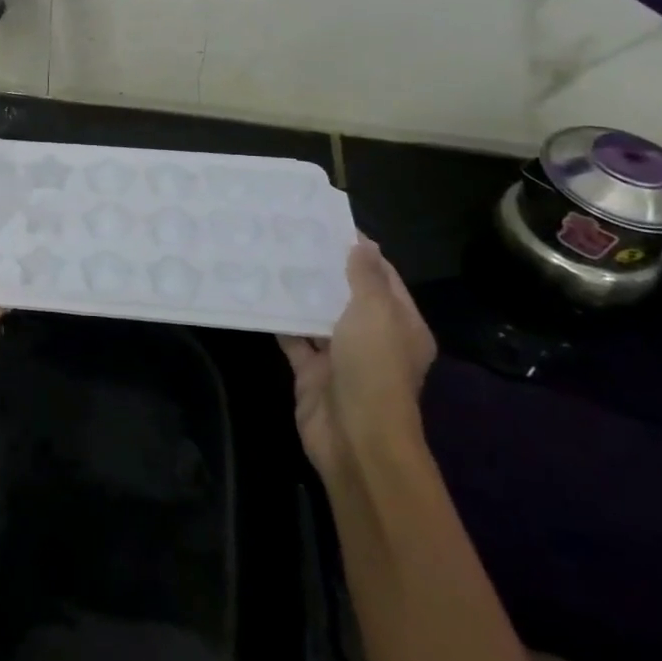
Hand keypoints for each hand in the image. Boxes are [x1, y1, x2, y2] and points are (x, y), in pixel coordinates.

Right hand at [279, 239, 435, 484]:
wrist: (354, 435)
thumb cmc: (373, 368)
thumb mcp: (376, 313)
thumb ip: (366, 277)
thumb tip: (362, 243)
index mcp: (402, 325)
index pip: (383, 279)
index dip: (361, 252)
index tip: (328, 225)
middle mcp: (373, 339)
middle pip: (348, 296)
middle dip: (325, 270)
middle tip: (292, 237)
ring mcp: (341, 356)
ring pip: (318, 316)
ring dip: (300, 294)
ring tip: (272, 258)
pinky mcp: (312, 371)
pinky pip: (294, 338)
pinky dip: (279, 320)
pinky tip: (259, 295)